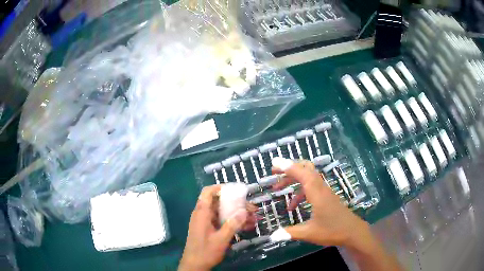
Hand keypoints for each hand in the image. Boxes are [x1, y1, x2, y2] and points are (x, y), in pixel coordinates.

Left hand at [179, 185, 255, 270]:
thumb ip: (232, 225)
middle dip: (236, 204)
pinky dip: (233, 222)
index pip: (208, 192)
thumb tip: (244, 211)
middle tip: (252, 208)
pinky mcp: (209, 229)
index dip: (220, 187)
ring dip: (237, 214)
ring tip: (253, 218)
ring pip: (222, 212)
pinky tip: (246, 226)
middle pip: (219, 202)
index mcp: (202, 213)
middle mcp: (202, 215)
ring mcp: (205, 222)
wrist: (194, 265)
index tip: (236, 190)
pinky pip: (221, 221)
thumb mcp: (221, 239)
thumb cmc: (205, 251)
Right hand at [271, 158, 369, 246]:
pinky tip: (292, 206)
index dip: (289, 167)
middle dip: (290, 168)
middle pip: (306, 169)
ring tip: (277, 188)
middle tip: (274, 172)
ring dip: (293, 179)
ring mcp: (324, 192)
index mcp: (317, 194)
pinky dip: (299, 192)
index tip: (274, 162)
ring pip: (308, 177)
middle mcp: (321, 189)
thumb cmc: (332, 231)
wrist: (352, 232)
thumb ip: (290, 233)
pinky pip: (311, 188)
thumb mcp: (309, 233)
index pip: (303, 174)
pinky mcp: (326, 197)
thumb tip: (272, 236)